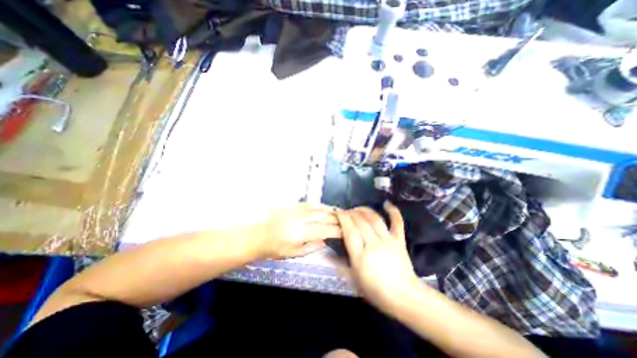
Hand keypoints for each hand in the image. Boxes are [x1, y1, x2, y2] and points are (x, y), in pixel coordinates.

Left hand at [256, 205, 343, 259]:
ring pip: (317, 207)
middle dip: (335, 218)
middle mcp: (298, 219)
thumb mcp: (293, 254)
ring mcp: (295, 209)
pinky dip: (319, 205)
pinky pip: (309, 204)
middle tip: (345, 219)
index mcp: (299, 233)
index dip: (336, 230)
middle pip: (322, 216)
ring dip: (329, 209)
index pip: (324, 229)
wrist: (257, 236)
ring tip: (337, 212)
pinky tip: (324, 207)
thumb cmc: (273, 248)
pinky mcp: (291, 205)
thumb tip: (325, 240)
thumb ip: (311, 247)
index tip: (345, 230)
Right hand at [335, 203, 421, 314]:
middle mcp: (373, 245)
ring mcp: (388, 241)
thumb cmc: (375, 290)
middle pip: (360, 222)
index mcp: (360, 256)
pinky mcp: (399, 241)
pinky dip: (393, 212)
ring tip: (358, 208)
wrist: (404, 297)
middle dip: (351, 213)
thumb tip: (325, 254)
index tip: (337, 211)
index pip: (349, 231)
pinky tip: (387, 203)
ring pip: (374, 219)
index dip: (342, 218)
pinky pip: (397, 223)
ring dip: (365, 210)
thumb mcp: (353, 280)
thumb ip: (339, 265)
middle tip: (345, 210)